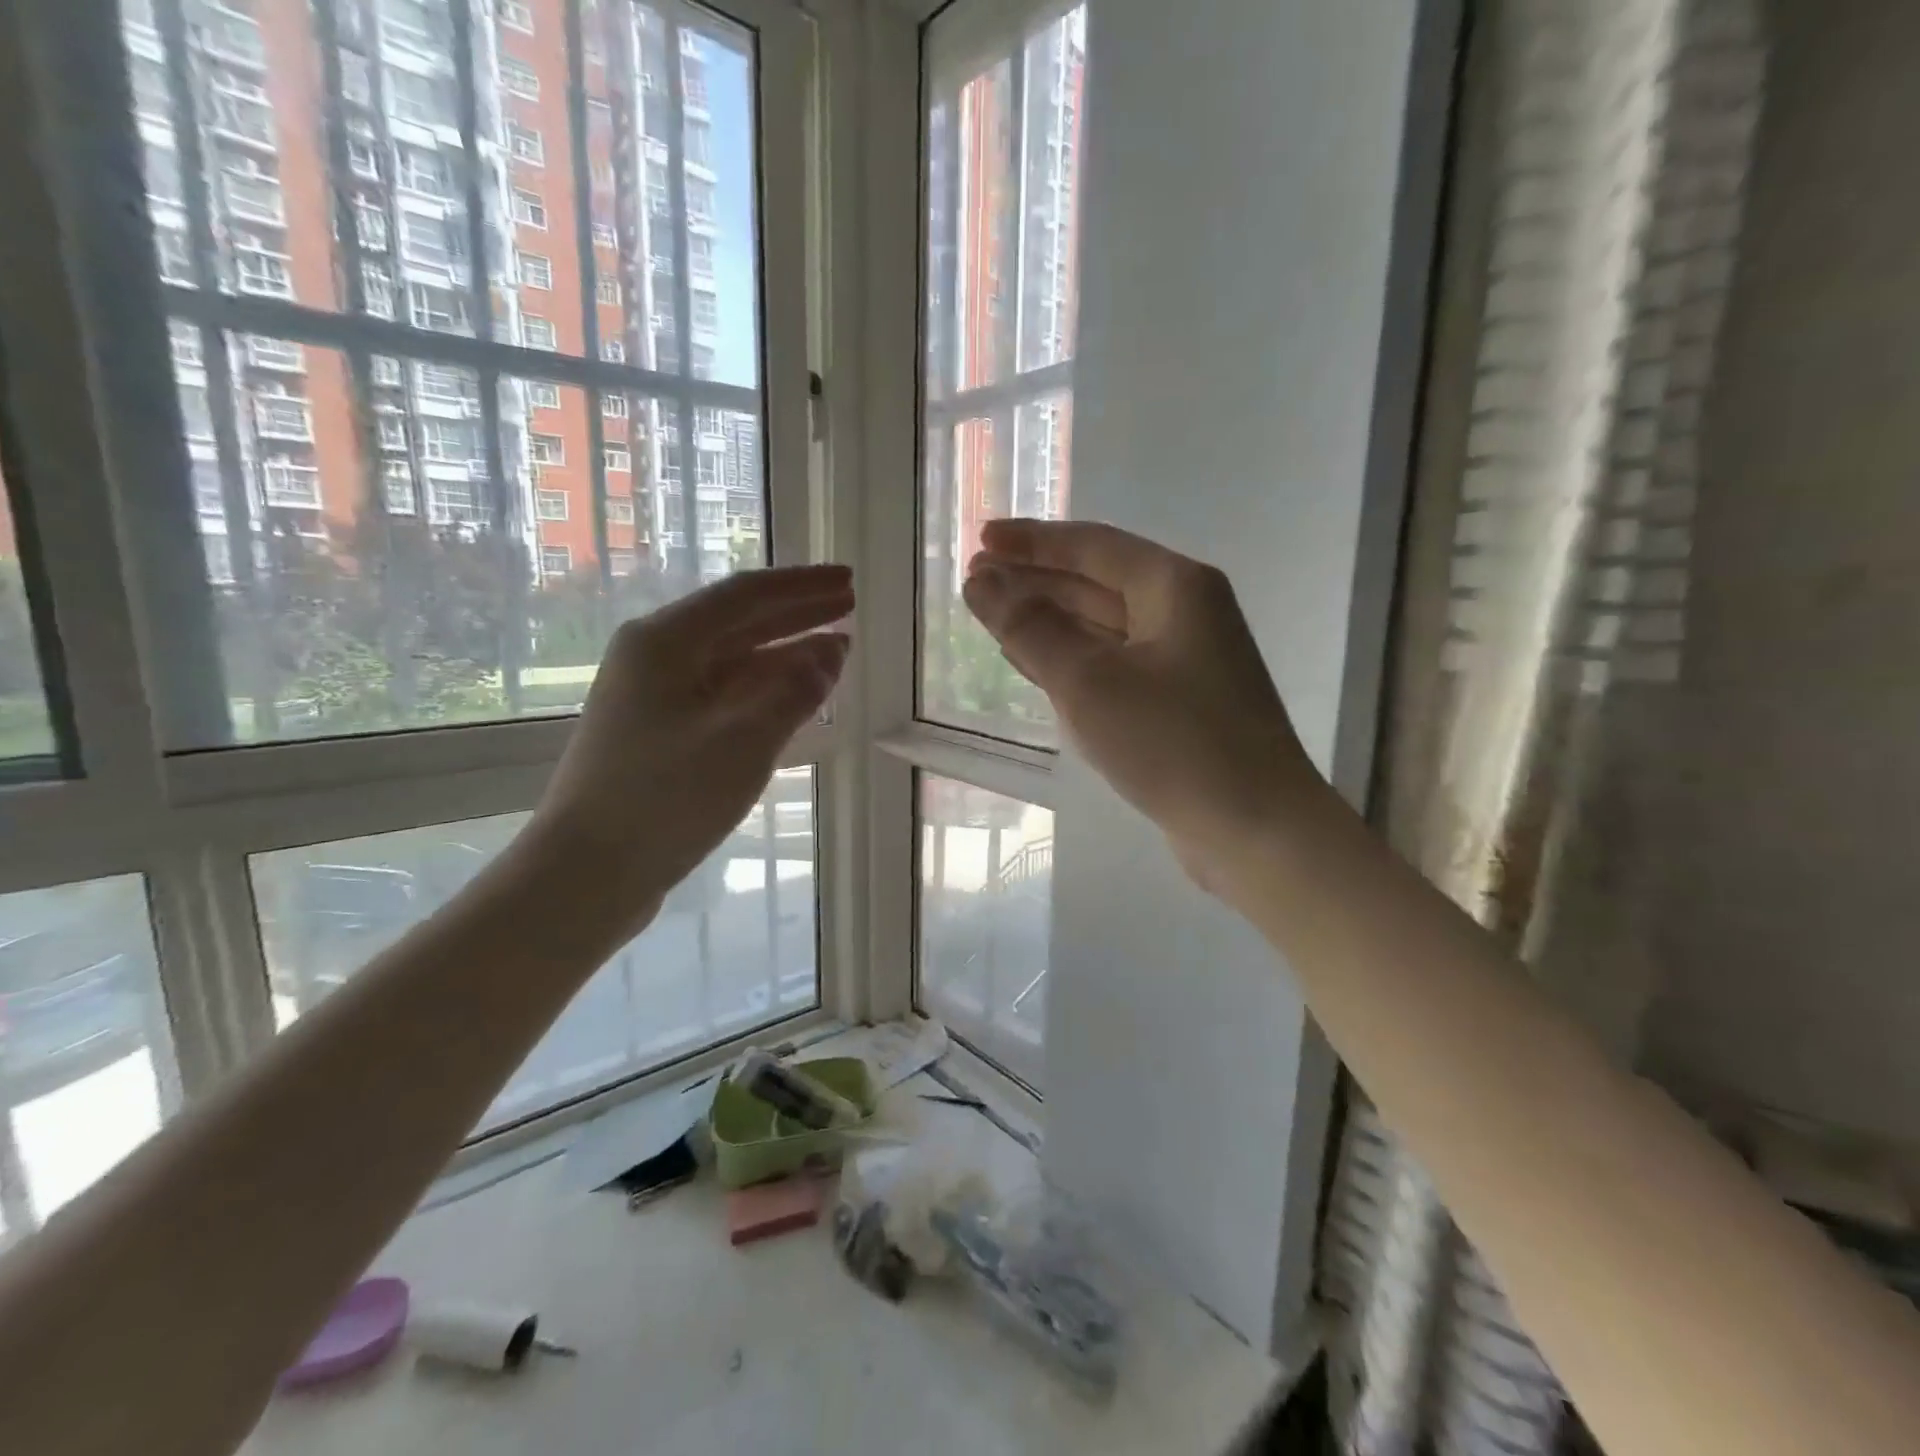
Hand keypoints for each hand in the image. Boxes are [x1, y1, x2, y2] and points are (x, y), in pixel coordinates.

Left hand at [528, 564, 852, 929]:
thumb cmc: (665, 799)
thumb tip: (832, 650)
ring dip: (784, 652)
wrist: (587, 873)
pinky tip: (793, 694)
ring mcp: (654, 696)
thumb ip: (794, 690)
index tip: (848, 581)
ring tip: (835, 648)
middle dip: (797, 612)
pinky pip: (724, 693)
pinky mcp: (659, 732)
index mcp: (666, 642)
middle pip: (739, 622)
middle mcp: (656, 657)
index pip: (747, 596)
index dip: (802, 587)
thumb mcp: (744, 741)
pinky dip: (763, 689)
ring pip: (732, 660)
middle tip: (849, 604)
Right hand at [963, 520, 1317, 890]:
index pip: (1090, 546)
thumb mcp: (1089, 681)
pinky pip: (1112, 666)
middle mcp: (1183, 613)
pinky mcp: (1176, 704)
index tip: (980, 539)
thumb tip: (981, 582)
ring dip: (1048, 621)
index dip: (1031, 541)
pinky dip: (1070, 661)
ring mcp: (1183, 661)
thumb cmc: (1173, 743)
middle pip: (1095, 582)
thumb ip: (1031, 627)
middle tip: (974, 581)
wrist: (1255, 830)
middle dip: (1034, 581)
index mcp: (1173, 587)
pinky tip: (1034, 665)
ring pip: (1102, 627)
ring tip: (992, 616)